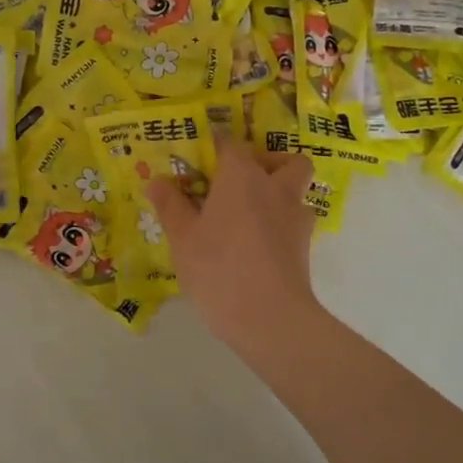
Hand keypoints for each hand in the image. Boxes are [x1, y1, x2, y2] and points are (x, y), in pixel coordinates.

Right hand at [146, 135, 321, 350]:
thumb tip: (157, 181)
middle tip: (242, 182)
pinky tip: (259, 245)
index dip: (215, 146)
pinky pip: (296, 223)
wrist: (270, 318)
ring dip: (281, 194)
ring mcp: (296, 217)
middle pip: (286, 160)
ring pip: (298, 191)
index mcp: (241, 176)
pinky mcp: (305, 247)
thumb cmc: (218, 268)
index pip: (231, 144)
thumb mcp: (183, 238)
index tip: (200, 158)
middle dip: (269, 163)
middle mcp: (274, 187)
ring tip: (251, 216)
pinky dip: (282, 225)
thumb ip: (171, 205)